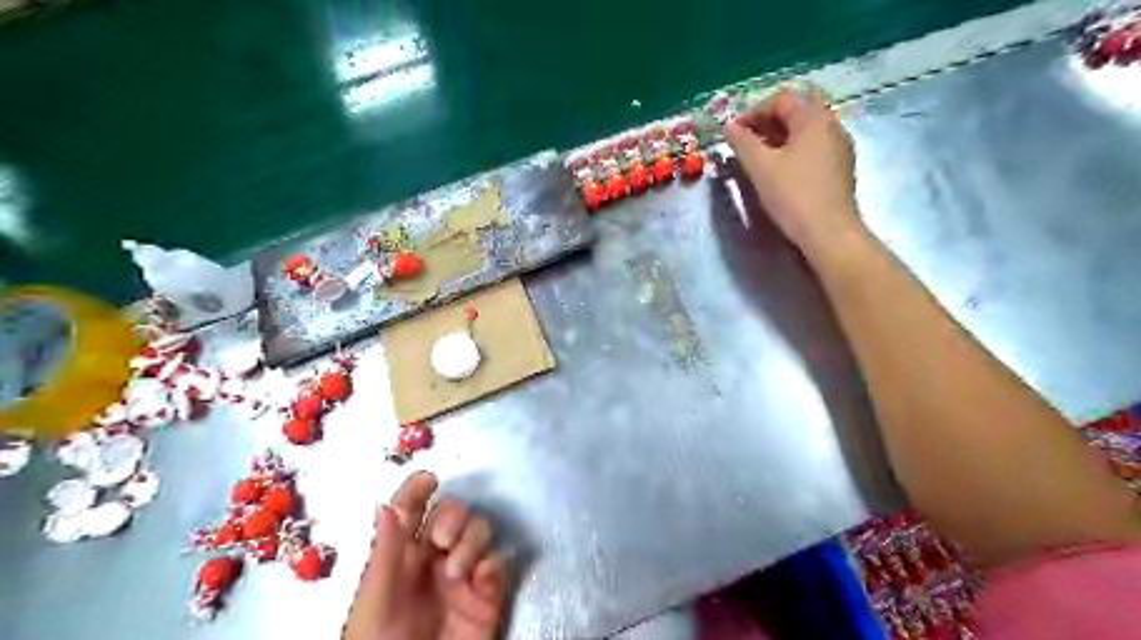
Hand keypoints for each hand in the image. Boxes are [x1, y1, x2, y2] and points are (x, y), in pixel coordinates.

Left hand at [346, 474, 510, 639]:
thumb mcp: (376, 597)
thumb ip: (385, 550)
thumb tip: (385, 504)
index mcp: (402, 554)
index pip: (413, 510)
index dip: (419, 490)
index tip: (428, 480)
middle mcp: (435, 557)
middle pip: (454, 512)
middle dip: (454, 516)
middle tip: (443, 540)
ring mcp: (463, 574)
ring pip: (479, 531)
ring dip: (472, 540)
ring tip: (457, 570)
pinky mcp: (487, 594)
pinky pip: (499, 563)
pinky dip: (492, 564)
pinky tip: (480, 581)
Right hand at [726, 84, 860, 259]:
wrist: (828, 231)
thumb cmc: (792, 195)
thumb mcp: (760, 167)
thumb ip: (742, 142)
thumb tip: (729, 127)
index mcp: (813, 118)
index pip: (781, 100)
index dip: (753, 112)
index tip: (734, 132)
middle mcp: (831, 125)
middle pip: (796, 111)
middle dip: (768, 123)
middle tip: (746, 142)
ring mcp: (839, 146)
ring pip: (805, 130)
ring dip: (779, 137)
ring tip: (758, 158)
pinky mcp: (840, 167)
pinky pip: (813, 147)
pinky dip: (793, 150)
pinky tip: (780, 171)